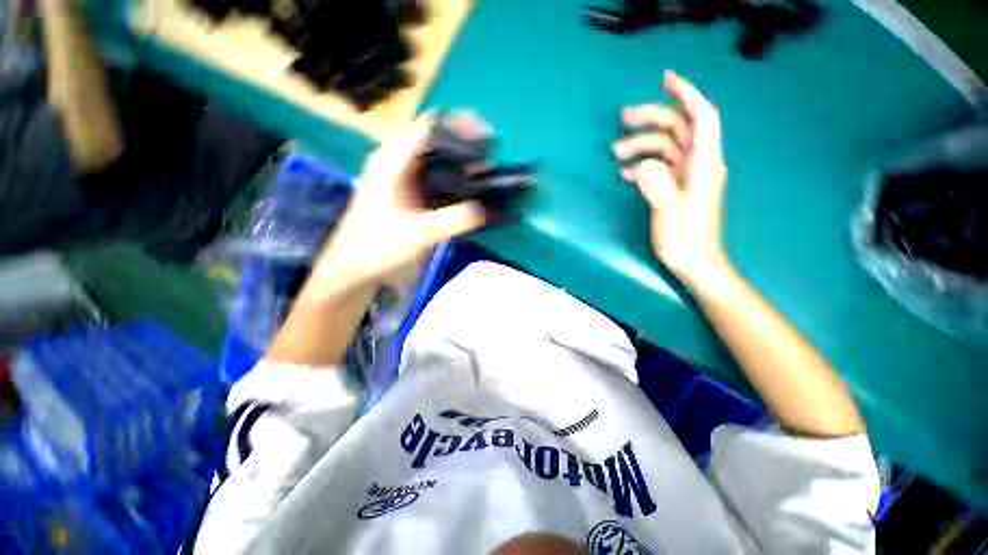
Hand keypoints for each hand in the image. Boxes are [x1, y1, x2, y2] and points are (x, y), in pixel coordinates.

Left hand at [310, 117, 486, 294]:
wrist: (356, 270)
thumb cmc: (377, 248)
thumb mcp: (417, 234)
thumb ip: (453, 220)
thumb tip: (487, 209)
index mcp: (392, 161)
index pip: (428, 128)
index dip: (458, 126)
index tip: (486, 135)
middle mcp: (398, 164)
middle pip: (435, 140)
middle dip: (464, 144)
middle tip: (490, 156)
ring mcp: (405, 180)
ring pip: (437, 160)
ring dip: (461, 163)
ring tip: (486, 171)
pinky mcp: (412, 196)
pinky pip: (437, 179)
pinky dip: (455, 181)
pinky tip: (471, 189)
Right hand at [613, 71, 728, 284]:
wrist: (695, 263)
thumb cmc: (686, 241)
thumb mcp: (669, 215)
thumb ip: (657, 188)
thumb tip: (641, 167)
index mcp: (704, 166)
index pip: (702, 118)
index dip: (687, 94)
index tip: (665, 80)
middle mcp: (699, 164)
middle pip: (679, 128)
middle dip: (652, 119)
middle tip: (623, 119)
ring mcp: (687, 176)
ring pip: (666, 147)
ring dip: (642, 145)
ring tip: (615, 153)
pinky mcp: (677, 187)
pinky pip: (660, 166)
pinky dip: (643, 164)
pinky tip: (626, 173)